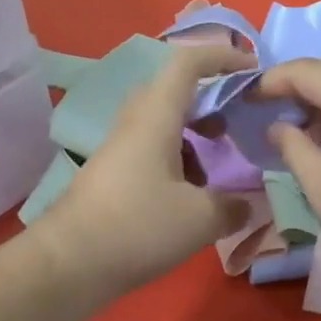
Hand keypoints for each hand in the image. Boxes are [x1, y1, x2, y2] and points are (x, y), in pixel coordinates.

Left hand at [40, 45, 252, 297]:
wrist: (68, 264)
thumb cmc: (137, 227)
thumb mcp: (200, 219)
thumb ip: (233, 207)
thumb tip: (248, 205)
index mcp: (156, 116)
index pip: (188, 63)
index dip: (222, 56)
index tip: (253, 69)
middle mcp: (134, 123)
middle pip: (174, 91)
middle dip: (210, 100)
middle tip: (235, 125)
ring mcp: (119, 149)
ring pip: (162, 123)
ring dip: (193, 135)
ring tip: (215, 168)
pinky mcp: (111, 175)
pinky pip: (151, 150)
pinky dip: (177, 160)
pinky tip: (188, 197)